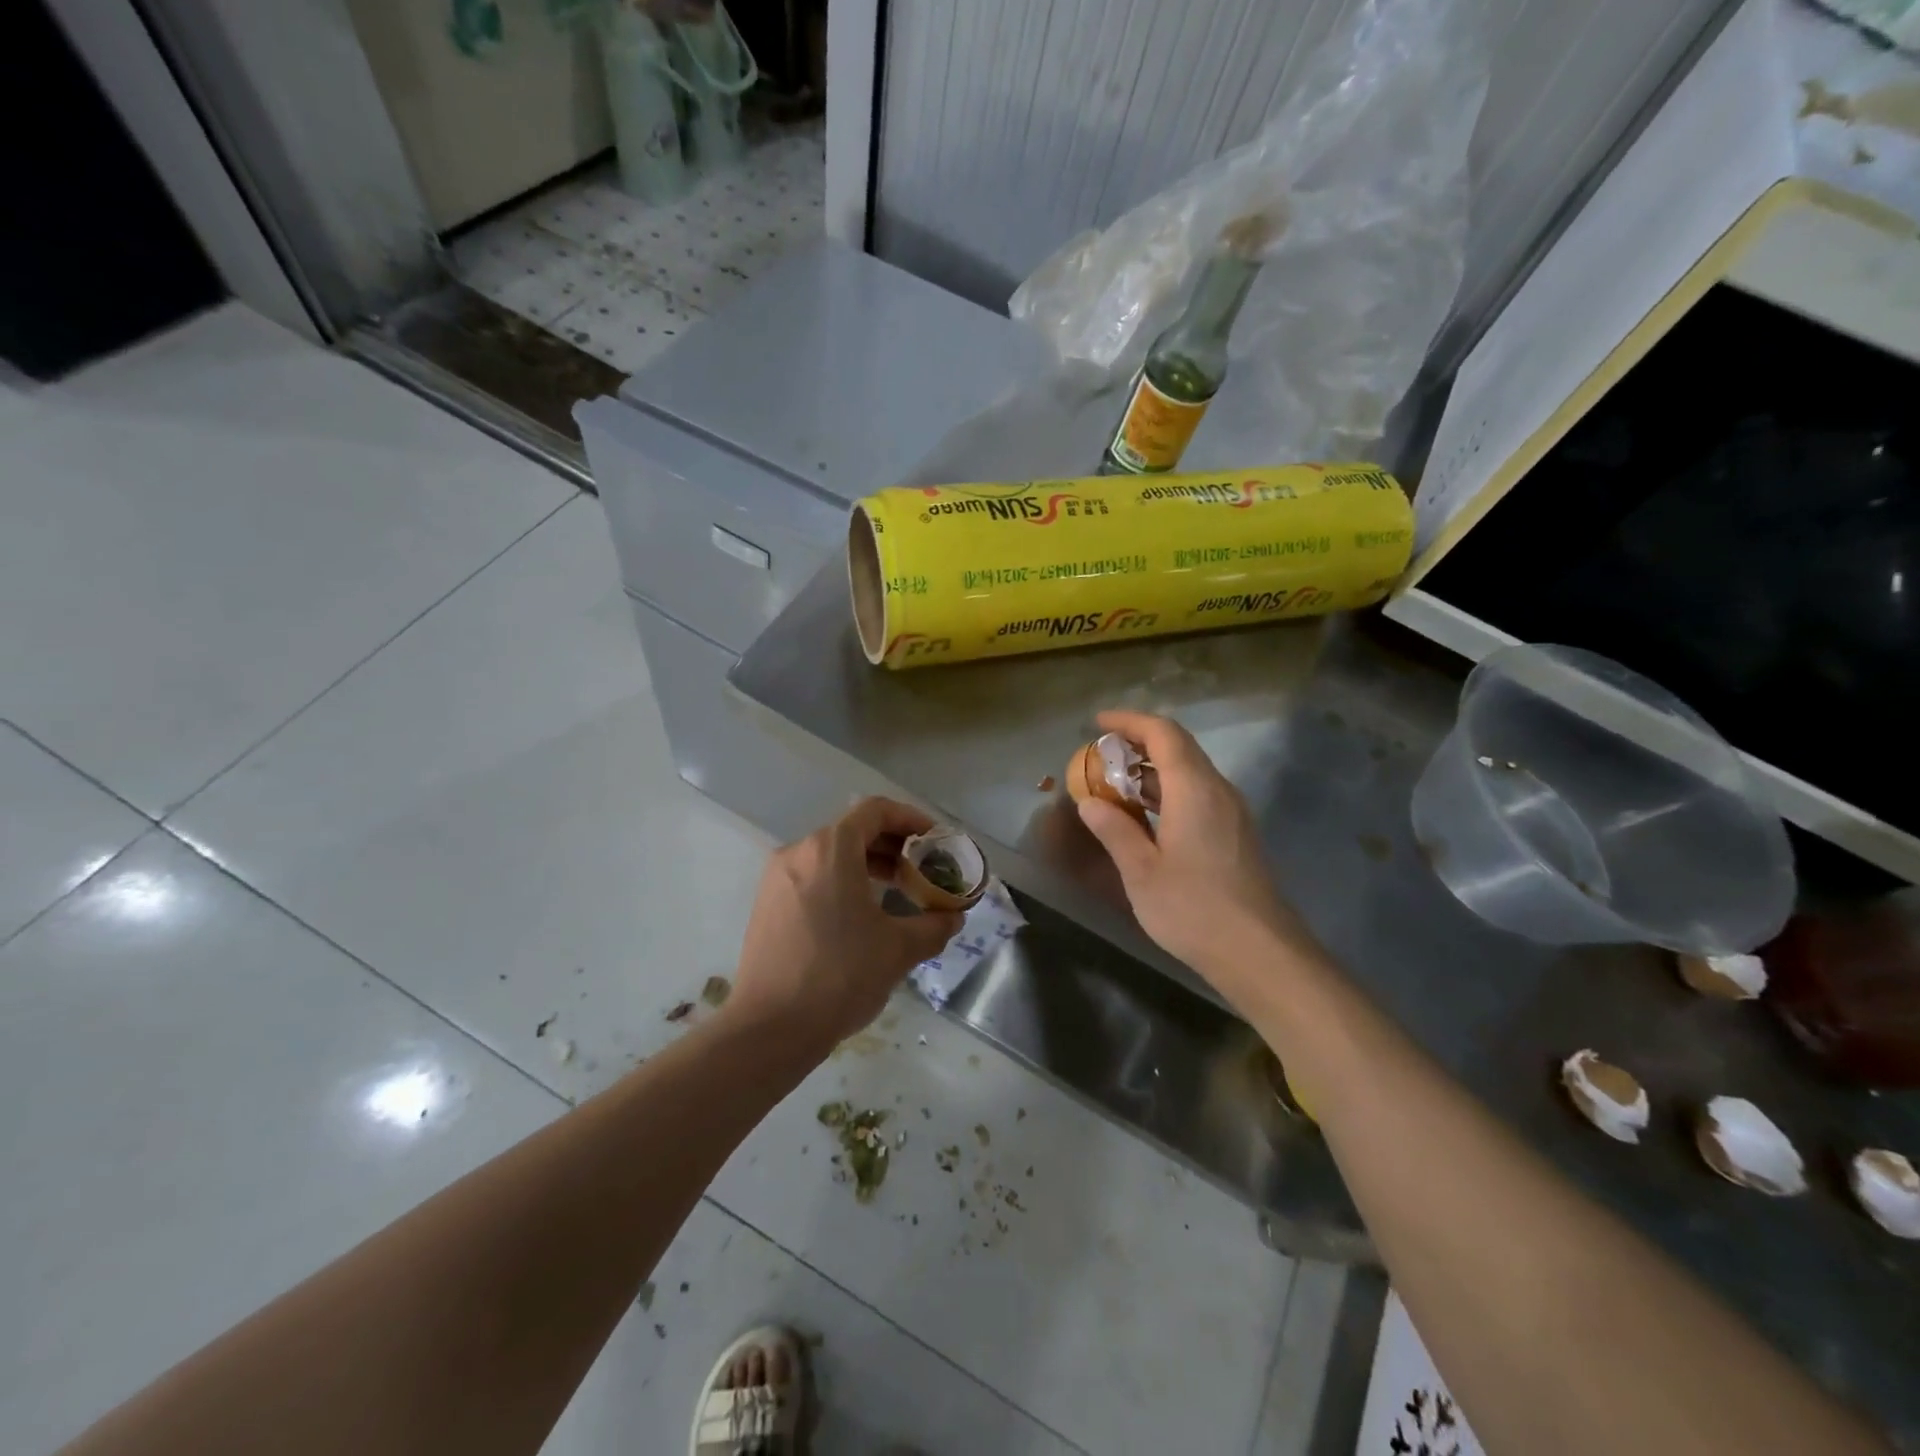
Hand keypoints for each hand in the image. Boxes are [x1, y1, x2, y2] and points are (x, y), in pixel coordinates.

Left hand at [729, 797, 963, 1047]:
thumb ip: (934, 926)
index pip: (876, 810)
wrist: (770, 1029)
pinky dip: (842, 882)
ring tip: (898, 893)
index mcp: (830, 849)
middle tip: (923, 871)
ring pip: (831, 855)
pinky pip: (812, 877)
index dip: (911, 819)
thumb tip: (953, 918)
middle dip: (893, 846)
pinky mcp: (767, 905)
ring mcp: (777, 879)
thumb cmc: (840, 975)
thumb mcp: (899, 949)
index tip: (935, 841)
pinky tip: (862, 916)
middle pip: (853, 831)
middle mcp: (798, 852)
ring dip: (868, 865)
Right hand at [1075, 710, 1312, 988]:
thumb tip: (1091, 803)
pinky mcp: (1236, 835)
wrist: (1260, 953)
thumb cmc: (1194, 909)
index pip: (1163, 733)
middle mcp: (1218, 790)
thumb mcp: (1142, 872)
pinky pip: (1199, 795)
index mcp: (1194, 789)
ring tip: (1115, 785)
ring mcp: (1232, 813)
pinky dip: (1168, 792)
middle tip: (1100, 756)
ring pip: (1190, 772)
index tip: (1097, 723)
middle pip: (1179, 748)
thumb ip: (1115, 830)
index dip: (1129, 721)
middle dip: (1138, 743)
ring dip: (1152, 771)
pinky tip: (1146, 818)